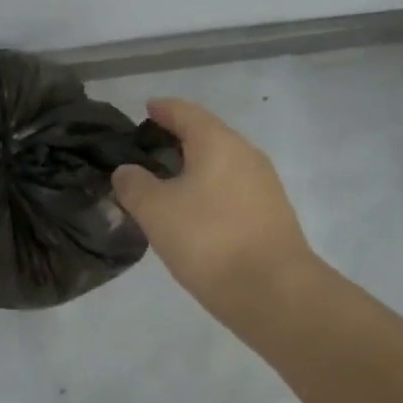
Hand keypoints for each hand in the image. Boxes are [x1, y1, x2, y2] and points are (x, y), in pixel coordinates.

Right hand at [112, 98, 313, 322]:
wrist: (275, 293)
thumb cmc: (209, 240)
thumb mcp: (156, 211)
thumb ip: (134, 185)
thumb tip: (127, 171)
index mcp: (218, 142)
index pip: (185, 112)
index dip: (163, 109)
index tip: (147, 109)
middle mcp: (246, 154)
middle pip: (207, 135)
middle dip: (179, 138)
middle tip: (150, 149)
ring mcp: (264, 184)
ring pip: (222, 163)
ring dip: (195, 167)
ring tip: (168, 183)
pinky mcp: (272, 213)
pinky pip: (233, 188)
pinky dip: (210, 189)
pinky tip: (195, 212)